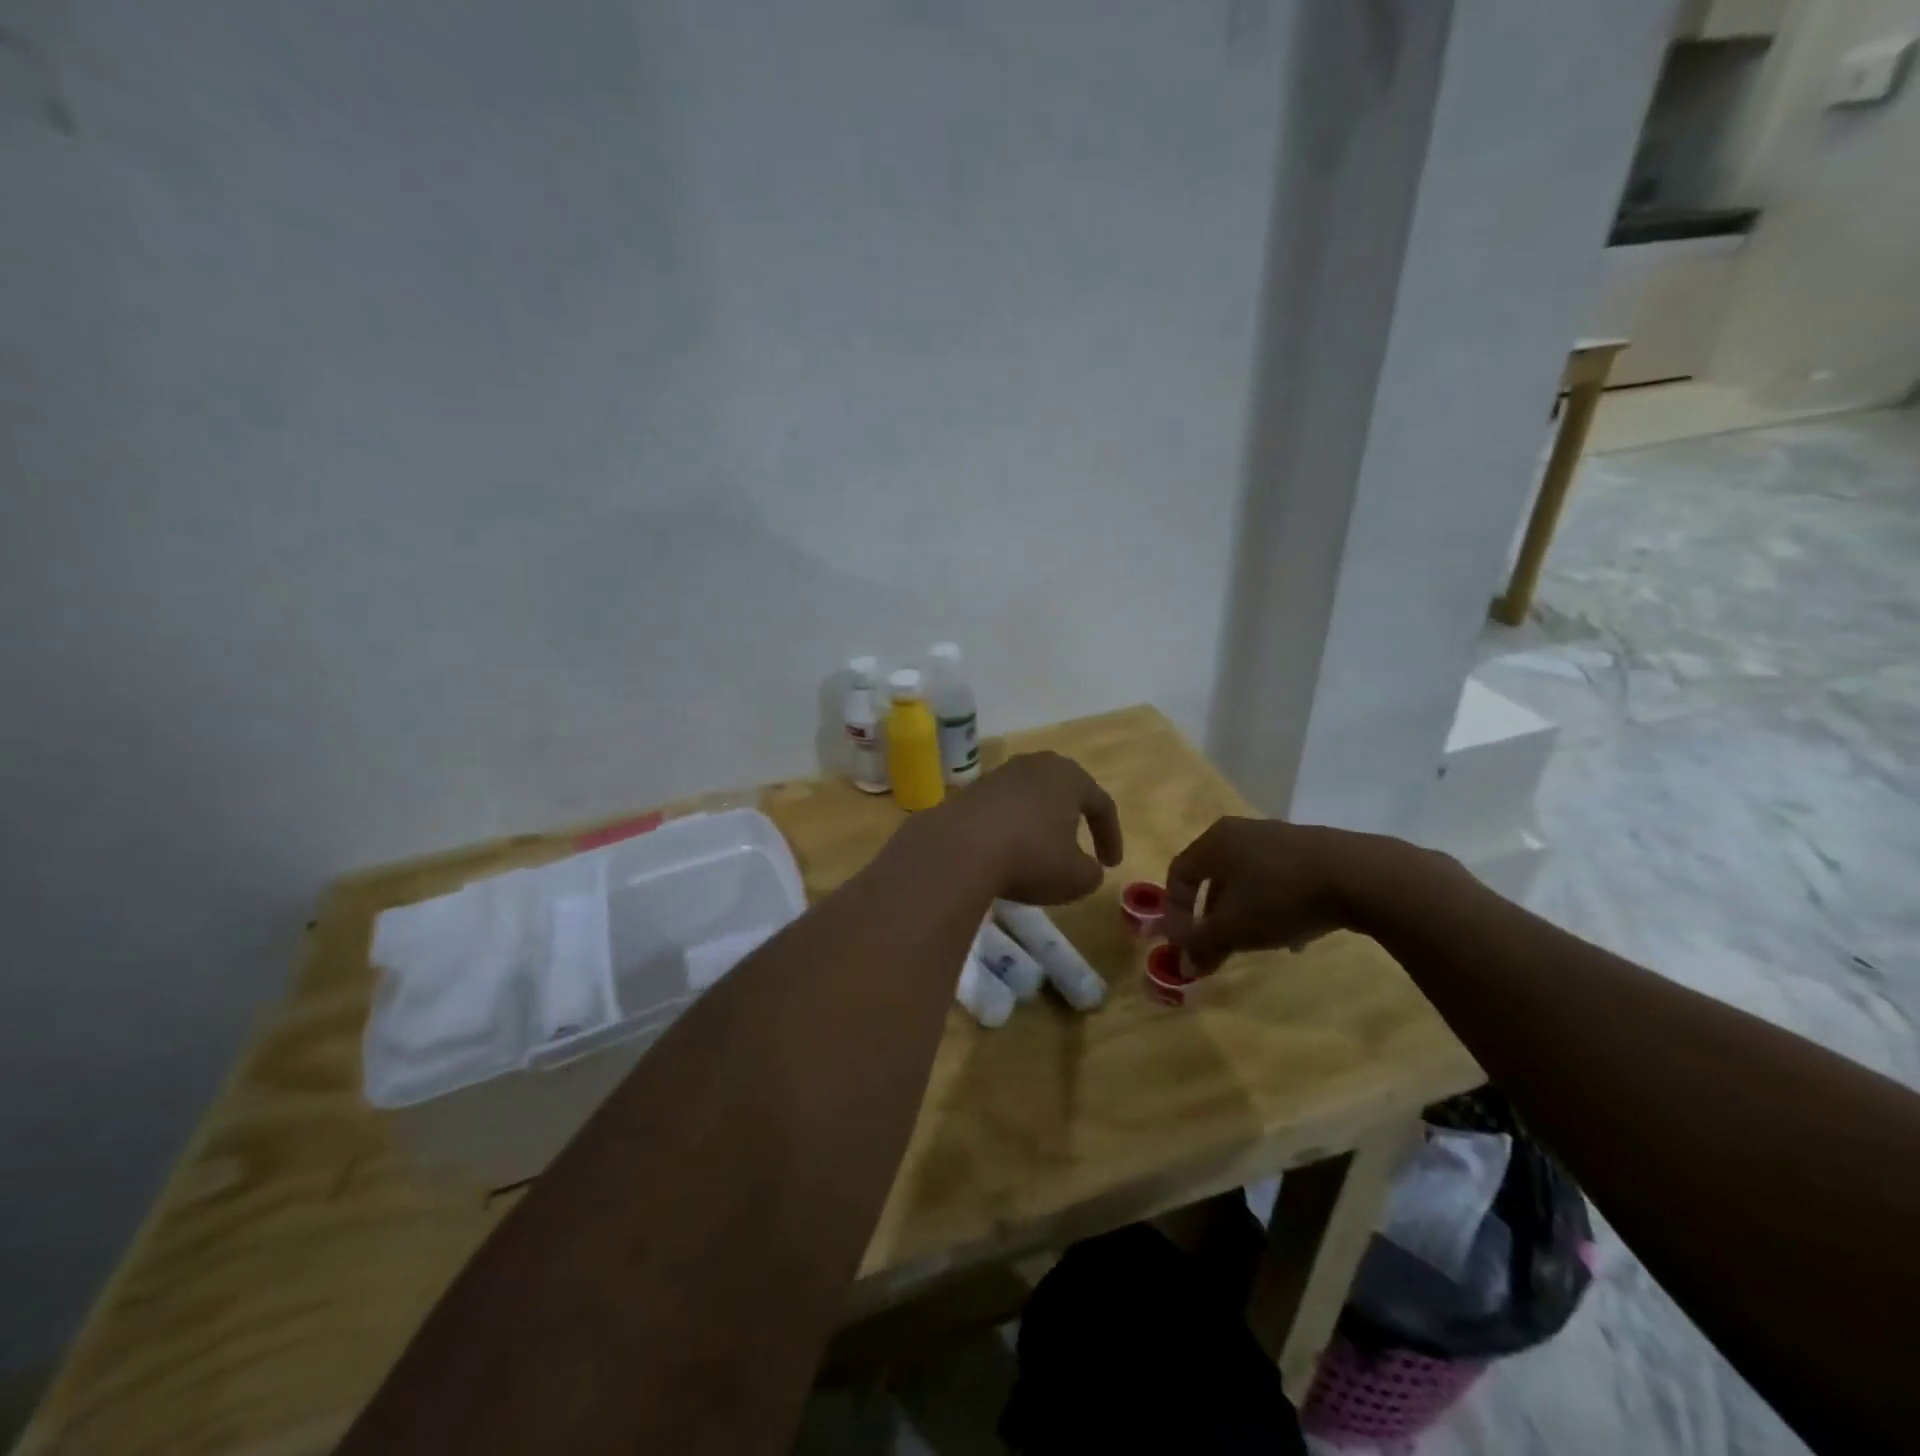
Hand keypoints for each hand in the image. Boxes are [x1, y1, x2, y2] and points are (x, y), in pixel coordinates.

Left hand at [931, 752, 1123, 904]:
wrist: (958, 848)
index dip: (1111, 836)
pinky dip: (1011, 828)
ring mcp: (1000, 774)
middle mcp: (1035, 766)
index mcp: (1070, 777)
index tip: (1111, 865)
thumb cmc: (1031, 857)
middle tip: (1080, 846)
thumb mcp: (1075, 878)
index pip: (1102, 804)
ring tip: (1041, 851)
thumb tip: (1088, 869)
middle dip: (1074, 819)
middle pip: (1064, 791)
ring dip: (1040, 823)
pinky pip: (1003, 809)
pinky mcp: (970, 790)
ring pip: (1031, 798)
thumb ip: (1091, 873)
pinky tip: (1007, 852)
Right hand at [1162, 817, 1379, 972]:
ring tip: (1258, 944)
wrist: (1359, 876)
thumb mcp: (1234, 927)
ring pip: (1248, 880)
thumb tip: (1183, 963)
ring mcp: (1279, 837)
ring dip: (1244, 914)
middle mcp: (1242, 831)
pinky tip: (1294, 934)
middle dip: (1212, 917)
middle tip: (1218, 948)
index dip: (1175, 910)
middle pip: (1214, 877)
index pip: (1178, 872)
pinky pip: (1279, 879)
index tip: (1186, 942)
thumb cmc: (1280, 896)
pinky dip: (1275, 905)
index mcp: (1215, 841)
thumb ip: (1201, 944)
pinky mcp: (1312, 849)